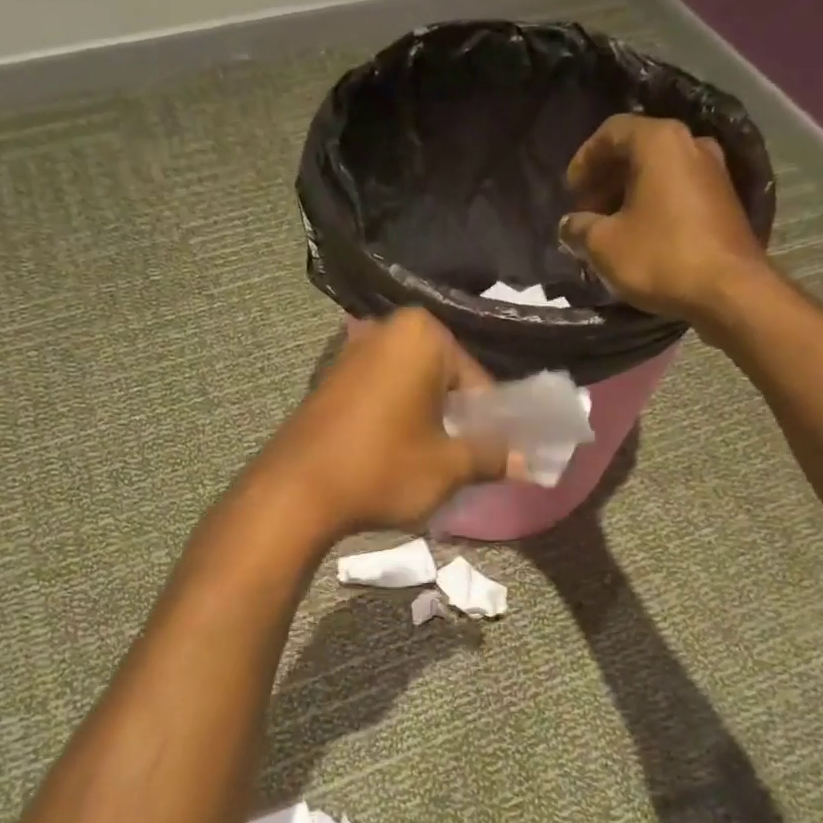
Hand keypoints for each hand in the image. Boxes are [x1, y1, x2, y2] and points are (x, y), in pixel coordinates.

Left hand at [254, 308, 519, 539]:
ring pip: (413, 388)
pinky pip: (382, 395)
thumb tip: (527, 463)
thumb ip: (493, 457)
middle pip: (445, 379)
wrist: (294, 493)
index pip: (478, 380)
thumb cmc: (382, 469)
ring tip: (429, 464)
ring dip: (427, 422)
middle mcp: (387, 330)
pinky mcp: (330, 380)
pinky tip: (394, 456)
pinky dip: (397, 420)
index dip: (490, 423)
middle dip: (457, 419)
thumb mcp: (448, 467)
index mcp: (423, 334)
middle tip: (461, 461)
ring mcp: (352, 352)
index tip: (492, 457)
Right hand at [559, 114, 774, 323]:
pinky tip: (638, 236)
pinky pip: (677, 190)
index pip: (611, 131)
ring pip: (658, 171)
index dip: (584, 159)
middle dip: (605, 179)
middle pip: (637, 149)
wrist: (729, 291)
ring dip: (628, 194)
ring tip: (608, 228)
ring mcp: (713, 171)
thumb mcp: (604, 245)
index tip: (569, 192)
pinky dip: (652, 204)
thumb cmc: (660, 258)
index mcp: (659, 142)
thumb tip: (570, 224)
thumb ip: (579, 228)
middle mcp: (691, 144)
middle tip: (585, 212)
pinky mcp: (724, 200)